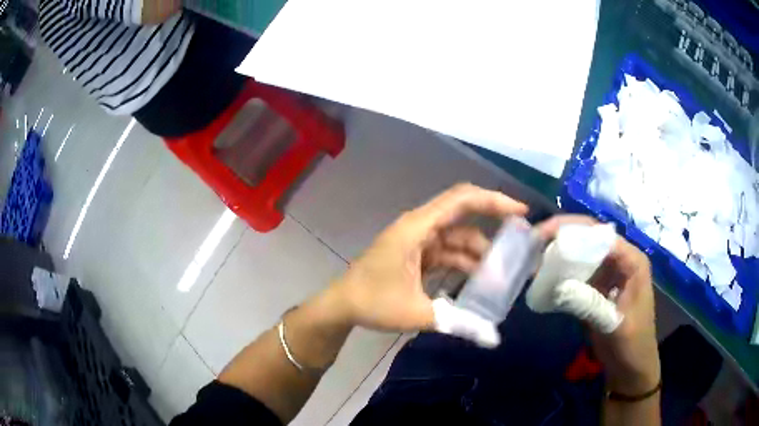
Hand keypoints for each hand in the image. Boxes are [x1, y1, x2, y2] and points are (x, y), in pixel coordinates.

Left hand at [326, 183, 527, 331]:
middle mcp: (419, 227)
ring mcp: (418, 240)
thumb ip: (457, 322)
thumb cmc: (372, 303)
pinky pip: (448, 251)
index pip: (461, 200)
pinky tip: (478, 280)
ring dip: (479, 252)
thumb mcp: (416, 314)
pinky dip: (464, 262)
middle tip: (519, 240)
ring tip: (501, 273)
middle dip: (493, 224)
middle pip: (463, 214)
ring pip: (458, 237)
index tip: (520, 212)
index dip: (493, 201)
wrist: (341, 306)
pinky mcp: (417, 253)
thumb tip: (493, 338)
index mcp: (417, 229)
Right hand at [537, 215, 659, 394]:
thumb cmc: (632, 344)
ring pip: (581, 254)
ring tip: (533, 257)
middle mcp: (620, 261)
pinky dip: (560, 274)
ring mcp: (608, 274)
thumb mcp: (614, 325)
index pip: (601, 234)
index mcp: (631, 261)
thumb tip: (558, 285)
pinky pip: (577, 274)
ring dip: (559, 255)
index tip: (543, 233)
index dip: (572, 228)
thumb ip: (589, 303)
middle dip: (561, 237)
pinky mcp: (597, 289)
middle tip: (532, 242)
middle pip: (589, 238)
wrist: (631, 367)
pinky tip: (543, 277)